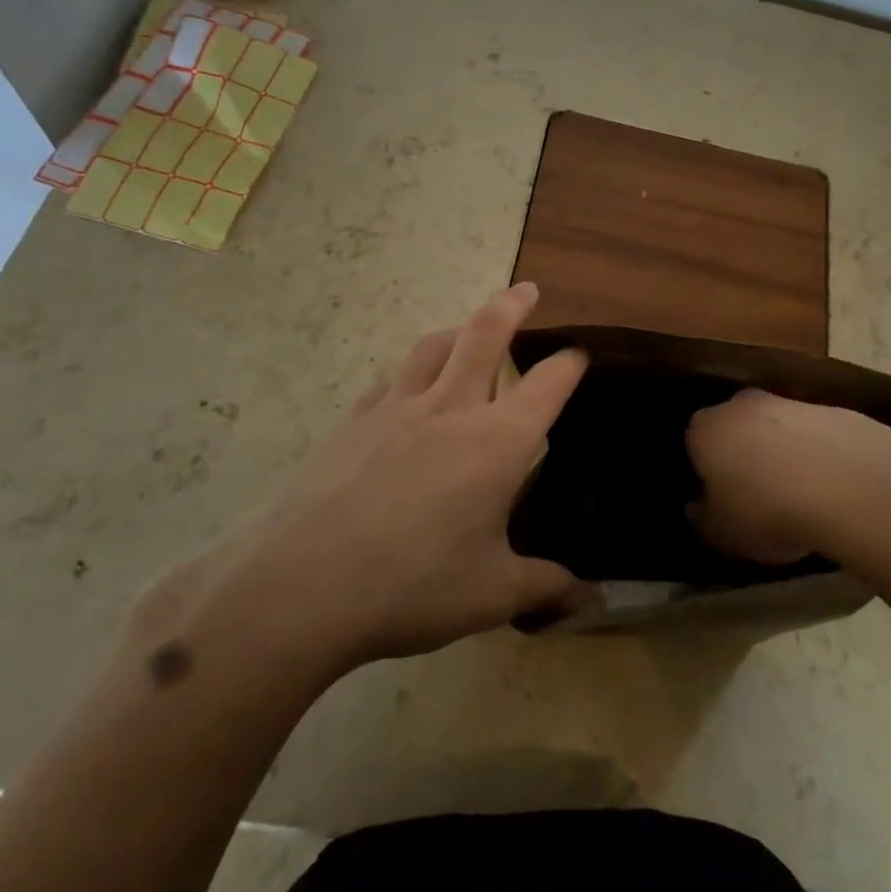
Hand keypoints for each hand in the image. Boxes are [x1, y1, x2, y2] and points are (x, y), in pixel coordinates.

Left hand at [144, 284, 589, 684]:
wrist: (299, 588)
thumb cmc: (413, 586)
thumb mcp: (493, 595)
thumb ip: (547, 588)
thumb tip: (591, 602)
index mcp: (498, 441)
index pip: (548, 384)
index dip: (570, 365)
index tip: (580, 357)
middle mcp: (451, 409)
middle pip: (485, 335)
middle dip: (512, 305)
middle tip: (527, 289)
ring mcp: (395, 410)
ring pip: (432, 347)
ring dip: (457, 330)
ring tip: (466, 330)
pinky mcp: (351, 423)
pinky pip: (388, 383)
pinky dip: (408, 375)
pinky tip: (403, 394)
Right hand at [686, 389, 890, 567]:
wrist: (847, 482)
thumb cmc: (766, 510)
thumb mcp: (722, 532)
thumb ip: (703, 518)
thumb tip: (696, 507)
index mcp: (704, 429)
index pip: (693, 444)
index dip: (704, 472)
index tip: (717, 499)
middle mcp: (740, 404)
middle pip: (735, 428)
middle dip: (742, 454)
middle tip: (755, 495)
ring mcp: (789, 402)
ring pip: (776, 429)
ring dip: (782, 454)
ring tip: (798, 496)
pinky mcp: (832, 409)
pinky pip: (814, 436)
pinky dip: (817, 455)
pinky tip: (830, 487)